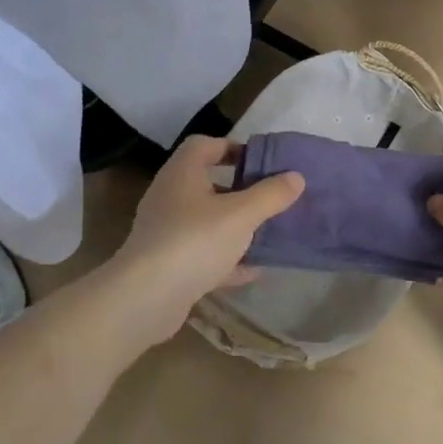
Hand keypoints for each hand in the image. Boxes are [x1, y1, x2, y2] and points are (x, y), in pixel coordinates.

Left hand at [107, 135, 303, 332]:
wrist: (145, 298)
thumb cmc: (195, 241)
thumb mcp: (242, 215)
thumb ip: (271, 194)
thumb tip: (296, 177)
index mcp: (183, 174)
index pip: (205, 145)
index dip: (233, 147)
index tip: (261, 162)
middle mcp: (170, 197)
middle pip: (208, 183)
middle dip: (240, 190)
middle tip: (271, 198)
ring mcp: (166, 232)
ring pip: (207, 221)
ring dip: (235, 227)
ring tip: (267, 233)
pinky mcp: (168, 265)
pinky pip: (203, 254)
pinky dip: (227, 259)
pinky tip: (253, 270)